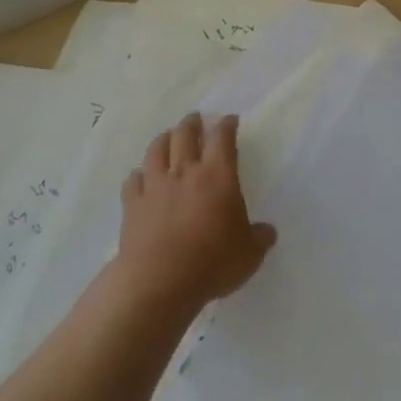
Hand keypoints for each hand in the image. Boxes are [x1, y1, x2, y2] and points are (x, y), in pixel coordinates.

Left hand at [117, 112, 276, 310]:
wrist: (159, 281)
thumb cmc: (212, 263)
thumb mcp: (249, 255)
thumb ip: (259, 238)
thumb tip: (267, 231)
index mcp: (217, 177)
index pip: (222, 140)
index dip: (226, 126)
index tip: (229, 120)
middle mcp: (185, 172)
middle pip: (185, 135)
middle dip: (192, 123)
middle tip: (196, 119)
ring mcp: (155, 186)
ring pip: (156, 150)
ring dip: (164, 139)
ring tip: (167, 137)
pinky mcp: (132, 204)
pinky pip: (133, 180)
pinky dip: (139, 175)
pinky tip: (140, 177)